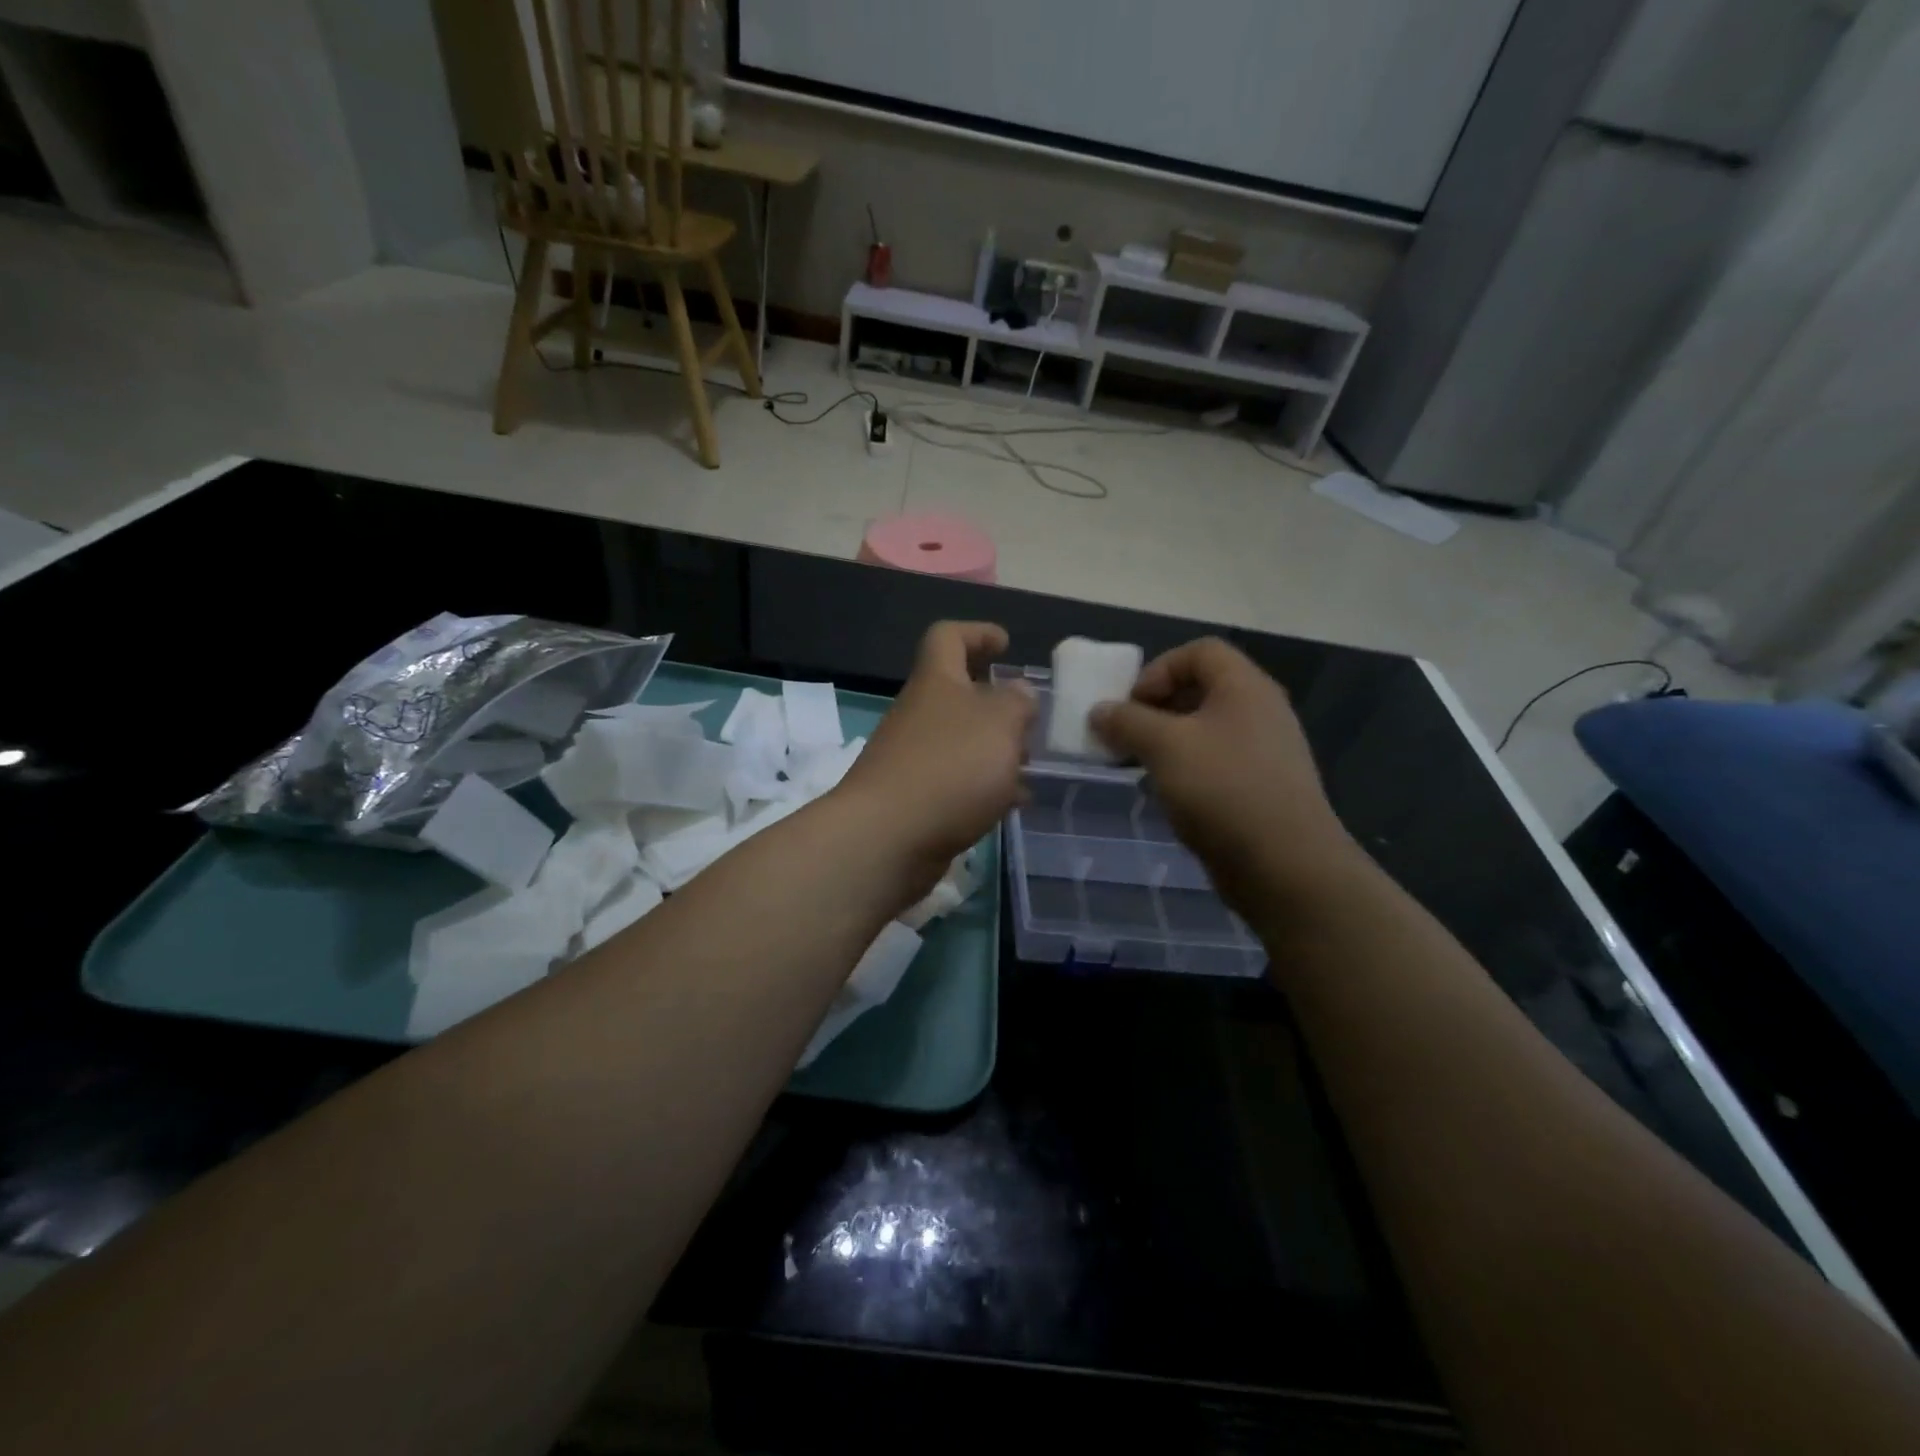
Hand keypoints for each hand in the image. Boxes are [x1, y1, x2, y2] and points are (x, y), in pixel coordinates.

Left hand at [834, 621, 1035, 907]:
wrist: (887, 837)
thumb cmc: (950, 767)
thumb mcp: (1000, 723)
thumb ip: (1016, 702)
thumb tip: (1017, 692)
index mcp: (936, 682)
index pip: (948, 637)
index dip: (977, 632)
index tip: (1006, 644)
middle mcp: (919, 713)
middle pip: (957, 693)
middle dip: (996, 703)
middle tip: (1028, 720)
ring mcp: (911, 757)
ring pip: (960, 741)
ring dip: (994, 749)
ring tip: (1029, 768)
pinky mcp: (913, 797)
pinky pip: (955, 780)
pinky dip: (984, 786)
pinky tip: (1010, 805)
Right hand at [1089, 638, 1361, 912]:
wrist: (1285, 864)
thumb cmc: (1222, 789)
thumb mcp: (1164, 746)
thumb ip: (1127, 722)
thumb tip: (1099, 711)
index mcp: (1244, 687)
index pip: (1200, 652)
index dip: (1159, 669)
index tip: (1132, 704)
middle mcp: (1260, 711)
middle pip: (1202, 689)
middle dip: (1157, 708)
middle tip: (1128, 735)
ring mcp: (1265, 751)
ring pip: (1207, 730)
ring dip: (1168, 742)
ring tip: (1141, 767)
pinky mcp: (1262, 788)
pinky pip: (1217, 763)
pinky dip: (1187, 769)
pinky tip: (1169, 795)